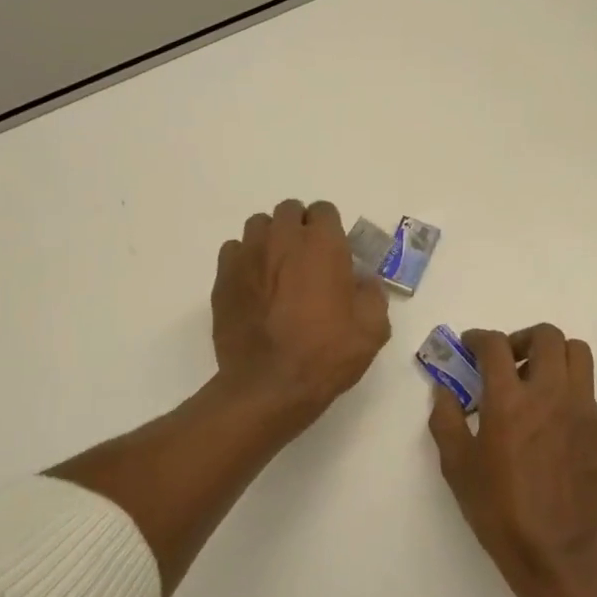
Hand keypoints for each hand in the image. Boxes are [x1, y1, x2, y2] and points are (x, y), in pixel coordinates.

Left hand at [212, 199, 390, 425]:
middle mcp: (282, 239)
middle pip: (289, 211)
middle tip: (306, 261)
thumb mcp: (372, 330)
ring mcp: (248, 255)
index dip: (330, 229)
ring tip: (276, 270)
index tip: (333, 253)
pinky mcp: (223, 277)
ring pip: (258, 226)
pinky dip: (244, 260)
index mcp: (322, 245)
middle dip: (299, 228)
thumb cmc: (325, 355)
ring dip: (270, 239)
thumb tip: (363, 281)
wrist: (269, 385)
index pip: (324, 211)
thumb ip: (373, 295)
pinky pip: (233, 251)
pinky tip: (252, 286)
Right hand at [427, 325, 596, 596]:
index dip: (478, 338)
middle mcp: (552, 395)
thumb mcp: (456, 466)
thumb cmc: (498, 510)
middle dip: (523, 338)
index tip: (470, 346)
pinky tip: (552, 430)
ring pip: (578, 356)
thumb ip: (446, 419)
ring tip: (534, 384)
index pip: (496, 345)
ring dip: (553, 358)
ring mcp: (585, 412)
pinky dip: (567, 396)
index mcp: (510, 401)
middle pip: (548, 336)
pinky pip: (588, 396)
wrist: (557, 554)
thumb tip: (445, 391)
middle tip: (507, 361)